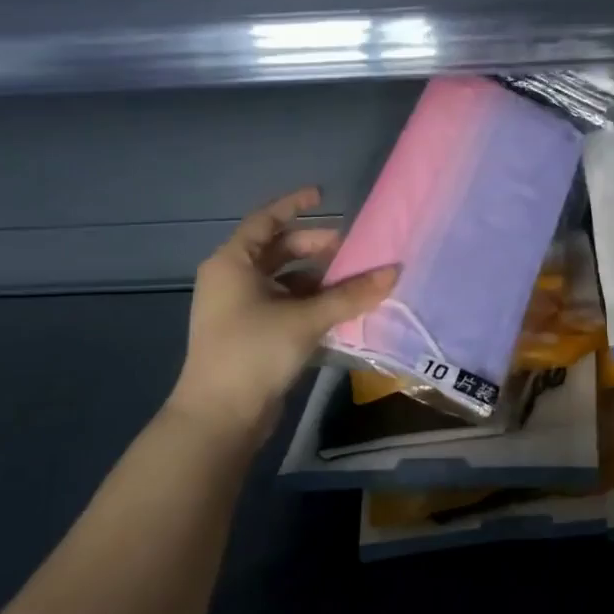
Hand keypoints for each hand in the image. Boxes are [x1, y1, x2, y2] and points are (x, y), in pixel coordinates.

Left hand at [170, 187, 396, 440]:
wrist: (219, 417)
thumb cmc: (254, 352)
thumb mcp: (306, 319)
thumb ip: (351, 294)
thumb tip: (395, 271)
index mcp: (232, 263)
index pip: (266, 220)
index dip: (294, 205)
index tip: (323, 195)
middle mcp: (231, 279)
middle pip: (277, 250)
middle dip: (314, 247)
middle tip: (350, 249)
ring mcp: (238, 308)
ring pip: (283, 280)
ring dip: (316, 278)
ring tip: (351, 280)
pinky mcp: (249, 334)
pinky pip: (283, 304)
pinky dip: (308, 302)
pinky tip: (337, 309)